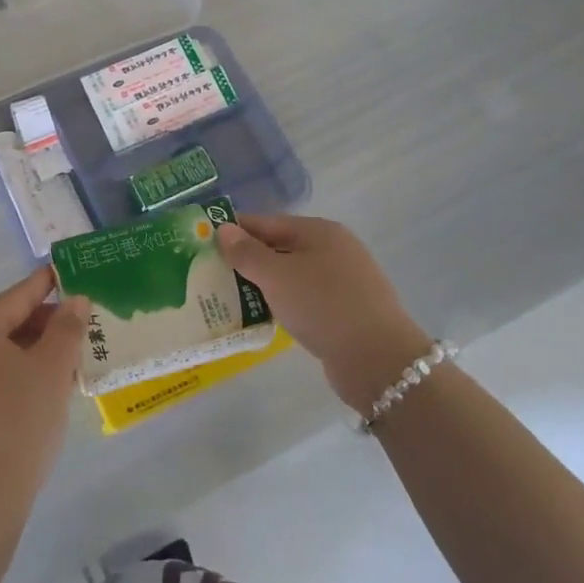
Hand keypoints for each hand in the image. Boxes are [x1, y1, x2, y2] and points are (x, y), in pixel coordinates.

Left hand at [0, 266, 83, 502]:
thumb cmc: (19, 420)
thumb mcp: (52, 368)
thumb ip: (67, 328)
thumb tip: (76, 300)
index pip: (19, 295)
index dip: (49, 283)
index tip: (72, 270)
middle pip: (12, 322)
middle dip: (50, 323)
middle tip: (88, 325)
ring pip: (8, 351)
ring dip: (41, 351)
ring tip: (78, 356)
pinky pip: (0, 375)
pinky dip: (27, 373)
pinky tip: (54, 386)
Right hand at [217, 215, 434, 418]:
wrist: (379, 360)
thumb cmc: (323, 306)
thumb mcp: (276, 275)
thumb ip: (246, 252)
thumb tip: (223, 229)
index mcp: (319, 231)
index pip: (267, 222)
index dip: (236, 230)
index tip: (205, 242)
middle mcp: (334, 249)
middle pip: (280, 247)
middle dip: (248, 259)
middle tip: (213, 272)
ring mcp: (344, 281)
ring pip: (293, 275)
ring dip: (265, 284)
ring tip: (231, 297)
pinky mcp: (347, 311)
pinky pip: (305, 299)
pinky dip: (284, 303)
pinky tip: (267, 316)